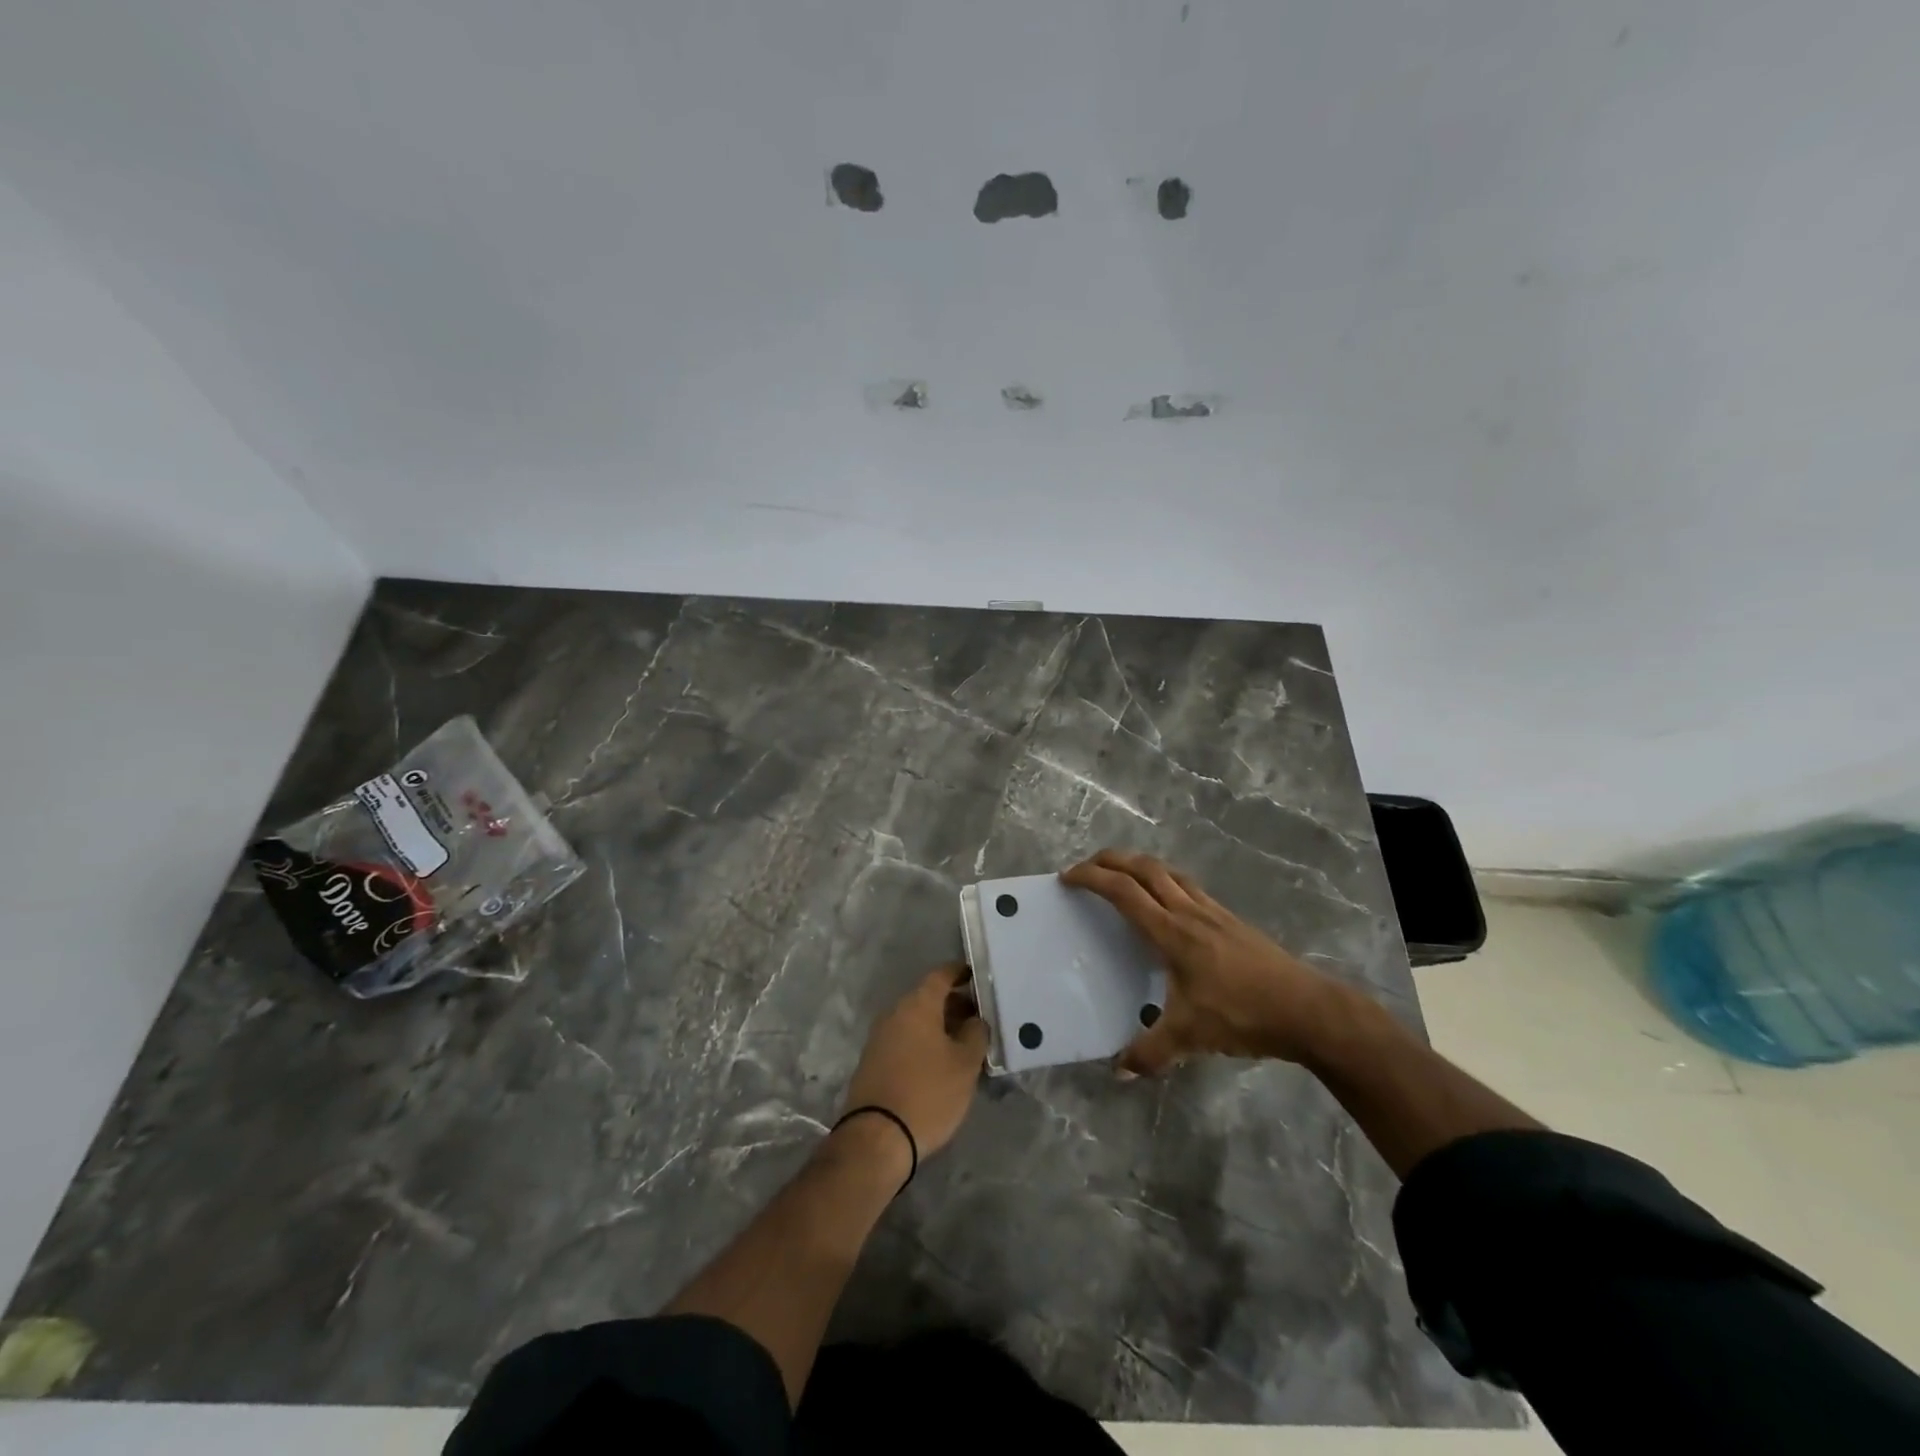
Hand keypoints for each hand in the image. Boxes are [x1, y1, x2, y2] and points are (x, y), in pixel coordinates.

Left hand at [841, 963, 989, 1158]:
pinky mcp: (873, 1061)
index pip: (941, 975)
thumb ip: (975, 1034)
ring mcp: (880, 1037)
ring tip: (965, 1043)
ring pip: (916, 1020)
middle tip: (980, 1017)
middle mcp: (895, 1013)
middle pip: (928, 998)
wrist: (877, 1138)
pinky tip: (941, 1062)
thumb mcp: (965, 1064)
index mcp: (917, 1005)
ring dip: (940, 1026)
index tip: (978, 977)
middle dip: (954, 1004)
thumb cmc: (928, 1093)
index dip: (961, 973)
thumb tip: (976, 1019)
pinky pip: (905, 1040)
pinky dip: (924, 1042)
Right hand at [1061, 849, 1351, 1074]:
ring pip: (1168, 871)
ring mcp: (1213, 911)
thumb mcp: (1191, 1038)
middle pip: (1143, 868)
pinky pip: (1188, 885)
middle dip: (1110, 860)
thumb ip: (1150, 1053)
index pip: (1123, 892)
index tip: (1067, 878)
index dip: (1092, 878)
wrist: (1307, 1008)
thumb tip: (1117, 1073)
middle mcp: (1189, 911)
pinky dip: (1165, 879)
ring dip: (1138, 865)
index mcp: (1171, 932)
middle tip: (1085, 867)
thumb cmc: (1243, 1015)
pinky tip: (1167, 900)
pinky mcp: (1230, 919)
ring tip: (1121, 875)